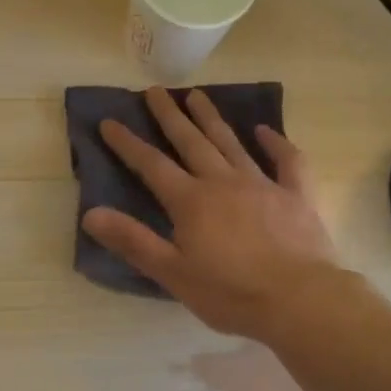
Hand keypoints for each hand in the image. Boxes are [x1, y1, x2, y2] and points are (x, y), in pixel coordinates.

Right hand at [81, 87, 340, 340]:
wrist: (299, 300)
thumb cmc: (231, 293)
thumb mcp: (173, 273)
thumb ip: (133, 241)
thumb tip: (91, 213)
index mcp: (191, 201)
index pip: (151, 165)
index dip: (128, 143)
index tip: (109, 121)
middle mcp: (223, 182)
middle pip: (191, 142)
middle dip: (170, 116)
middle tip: (155, 90)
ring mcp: (262, 184)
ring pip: (231, 143)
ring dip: (212, 119)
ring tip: (197, 95)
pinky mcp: (296, 195)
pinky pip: (287, 160)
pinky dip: (276, 143)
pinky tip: (266, 130)